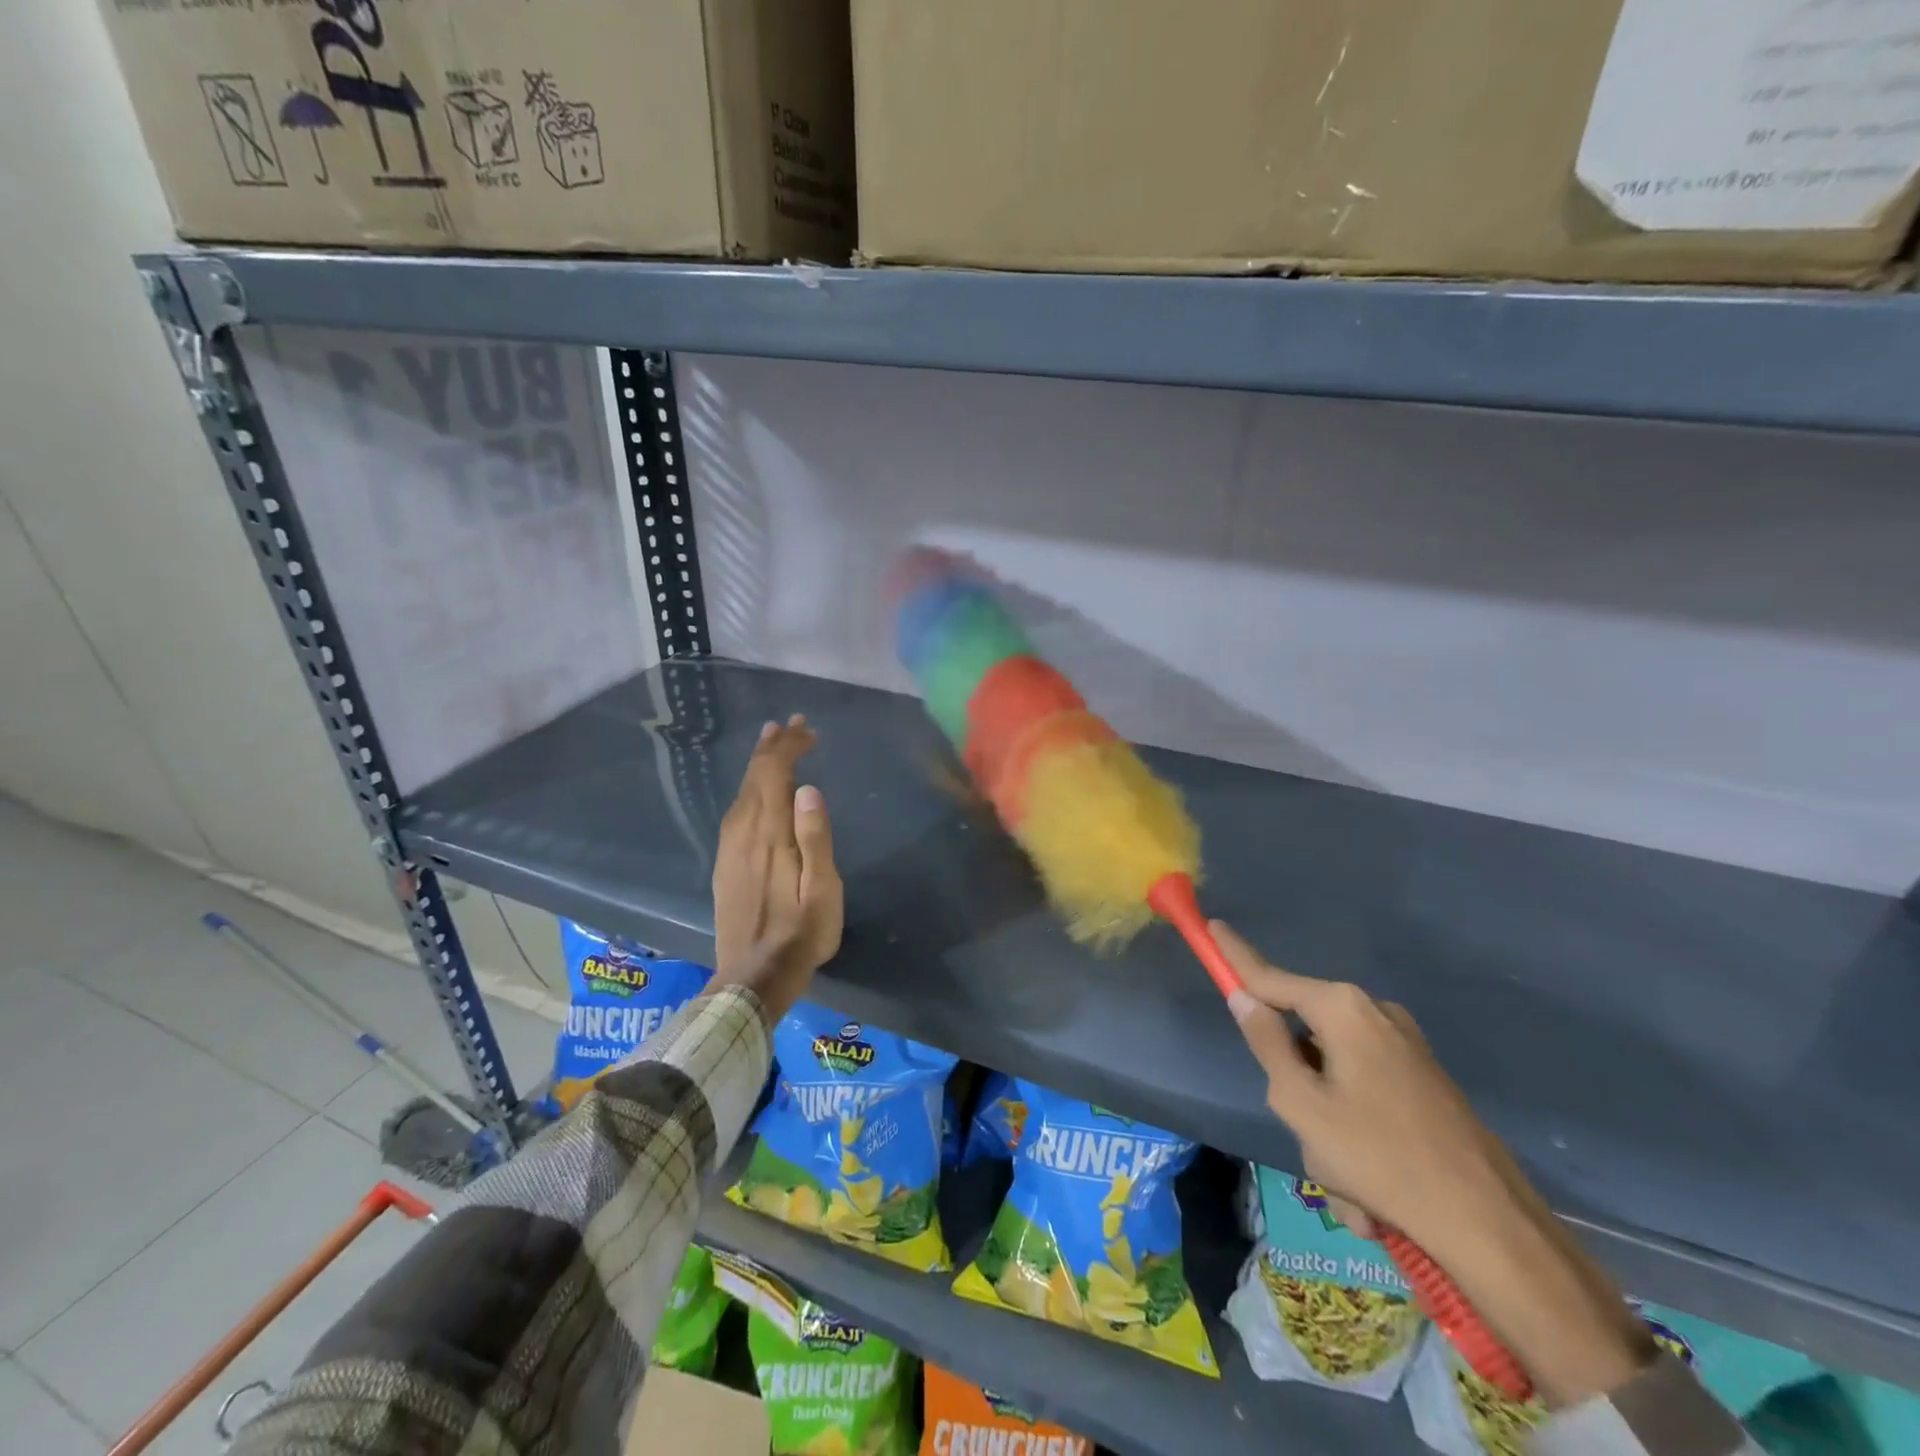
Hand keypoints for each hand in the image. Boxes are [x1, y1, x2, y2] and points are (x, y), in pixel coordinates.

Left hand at [709, 716, 841, 1019]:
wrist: (752, 978)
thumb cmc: (800, 935)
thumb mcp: (823, 891)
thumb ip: (816, 838)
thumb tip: (808, 788)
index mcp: (771, 836)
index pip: (775, 776)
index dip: (788, 748)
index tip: (807, 730)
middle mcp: (744, 834)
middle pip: (754, 778)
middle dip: (772, 748)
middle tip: (791, 725)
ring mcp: (729, 850)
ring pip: (741, 793)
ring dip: (757, 765)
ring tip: (770, 744)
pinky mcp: (724, 865)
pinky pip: (735, 812)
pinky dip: (747, 789)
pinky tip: (753, 792)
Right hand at [1213, 920, 1510, 1240]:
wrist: (1490, 1224)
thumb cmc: (1380, 1157)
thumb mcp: (1302, 1102)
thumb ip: (1266, 1044)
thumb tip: (1244, 998)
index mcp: (1342, 1009)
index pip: (1270, 976)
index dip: (1235, 956)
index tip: (1212, 926)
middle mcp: (1374, 1014)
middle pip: (1303, 1036)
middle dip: (1296, 1088)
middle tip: (1311, 1139)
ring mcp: (1404, 1045)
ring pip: (1332, 1074)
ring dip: (1328, 1126)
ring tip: (1351, 1186)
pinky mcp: (1423, 1078)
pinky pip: (1365, 1094)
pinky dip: (1357, 1135)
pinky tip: (1374, 1193)